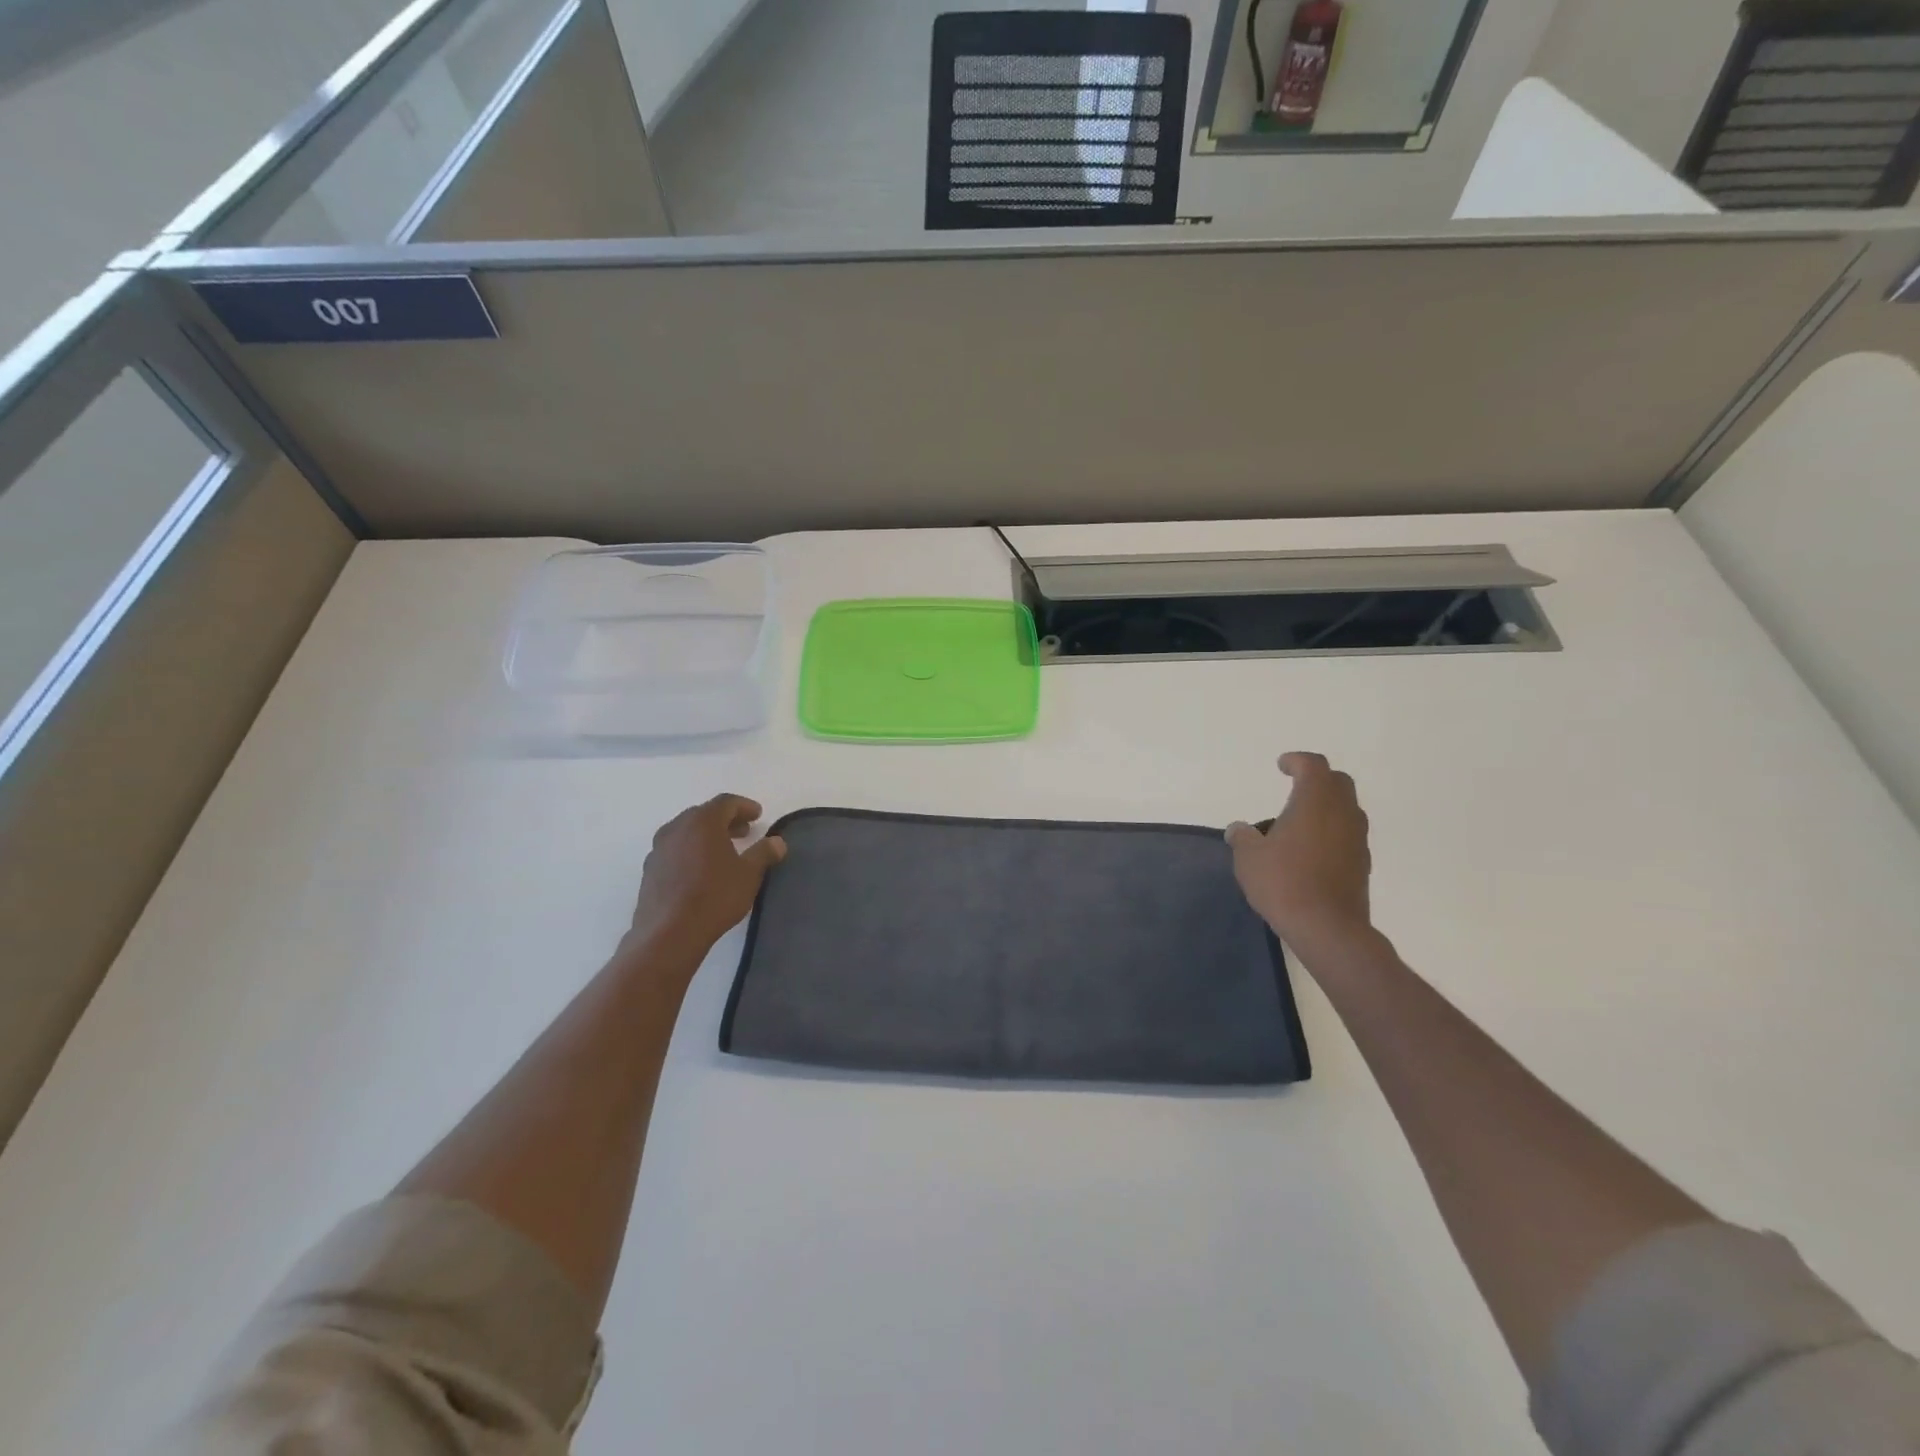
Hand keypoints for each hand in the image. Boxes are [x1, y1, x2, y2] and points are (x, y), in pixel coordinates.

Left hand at [626, 794, 785, 956]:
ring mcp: (658, 849)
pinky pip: (674, 850)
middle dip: (726, 820)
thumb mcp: (749, 874)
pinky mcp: (649, 870)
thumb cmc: (714, 897)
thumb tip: (777, 841)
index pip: (726, 802)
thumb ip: (764, 853)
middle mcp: (676, 828)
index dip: (744, 806)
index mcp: (702, 822)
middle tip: (744, 831)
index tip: (758, 815)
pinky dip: (690, 851)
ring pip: (686, 832)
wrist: (668, 934)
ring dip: (706, 836)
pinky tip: (700, 870)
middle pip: (704, 814)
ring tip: (723, 851)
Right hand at [1227, 753, 1373, 960]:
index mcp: (1314, 802)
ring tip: (1300, 822)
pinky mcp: (1362, 864)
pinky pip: (1348, 834)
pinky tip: (1311, 850)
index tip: (1282, 765)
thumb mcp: (1248, 858)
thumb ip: (1242, 837)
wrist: (1327, 927)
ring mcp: (1357, 839)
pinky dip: (1332, 831)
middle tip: (1295, 787)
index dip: (1297, 761)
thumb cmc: (1283, 882)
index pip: (1313, 766)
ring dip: (1327, 806)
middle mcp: (1342, 814)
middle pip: (1338, 782)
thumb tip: (1239, 829)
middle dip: (1318, 779)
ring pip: (1347, 809)